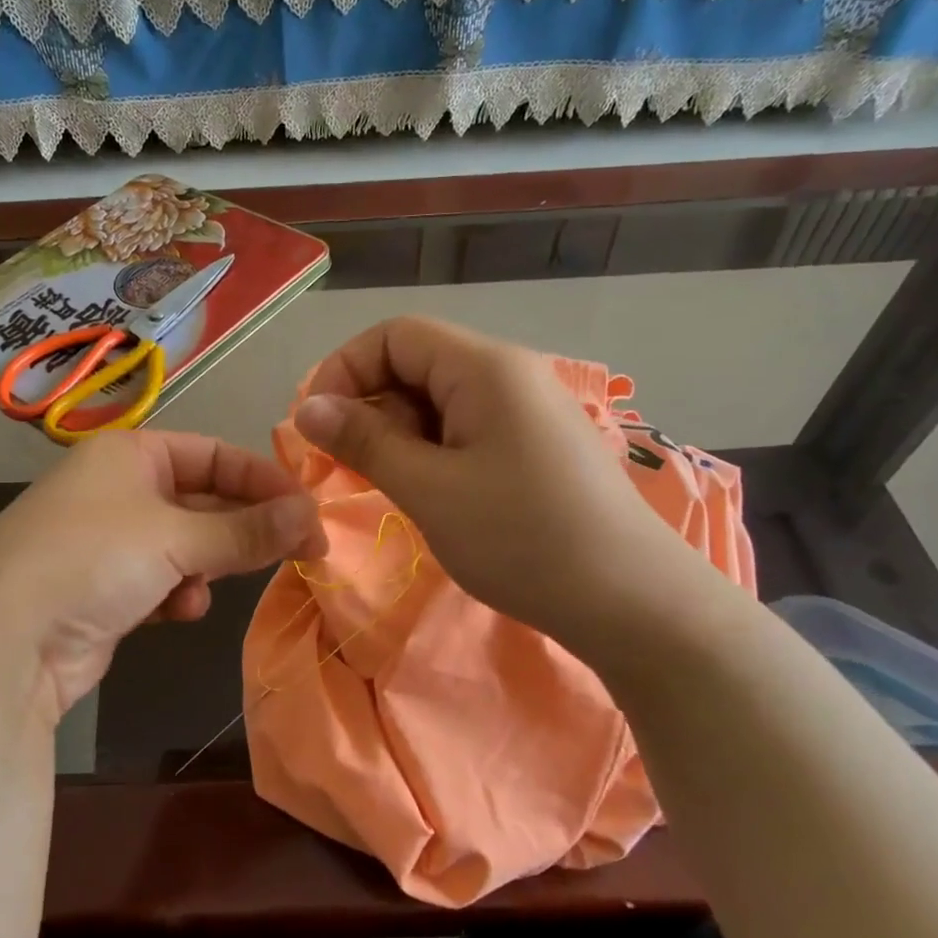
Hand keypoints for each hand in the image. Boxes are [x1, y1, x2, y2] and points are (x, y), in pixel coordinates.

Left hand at [0, 430, 324, 720]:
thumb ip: (247, 530)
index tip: (308, 512)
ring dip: (207, 565)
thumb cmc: (94, 559)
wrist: (4, 640)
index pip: (214, 454)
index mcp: (129, 454)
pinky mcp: (105, 590)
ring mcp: (109, 542)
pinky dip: (178, 593)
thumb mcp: (177, 538)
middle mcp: (118, 489)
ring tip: (211, 586)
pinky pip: (162, 581)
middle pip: (203, 501)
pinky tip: (179, 610)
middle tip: (299, 552)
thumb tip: (313, 517)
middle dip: (244, 528)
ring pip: (186, 545)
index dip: (263, 480)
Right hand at [294, 317, 700, 641]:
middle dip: (370, 408)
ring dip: (400, 437)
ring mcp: (528, 411)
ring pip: (440, 402)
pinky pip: (468, 431)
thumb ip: (364, 442)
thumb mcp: (430, 490)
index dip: (344, 371)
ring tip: (392, 489)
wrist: (630, 602)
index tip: (315, 429)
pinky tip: (432, 497)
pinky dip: (434, 454)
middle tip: (348, 469)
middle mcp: (509, 374)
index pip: (395, 335)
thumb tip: (307, 408)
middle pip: (417, 364)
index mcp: (485, 367)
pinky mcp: (537, 447)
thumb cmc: (522, 540)